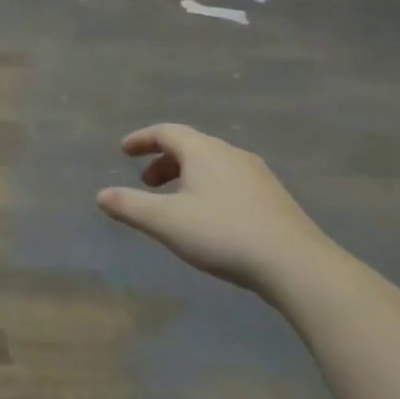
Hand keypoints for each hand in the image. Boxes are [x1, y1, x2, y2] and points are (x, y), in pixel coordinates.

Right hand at [95, 124, 339, 296]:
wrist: (298, 266)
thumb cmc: (223, 234)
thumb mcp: (164, 221)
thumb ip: (128, 205)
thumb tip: (101, 195)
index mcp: (204, 151)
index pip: (166, 132)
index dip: (141, 139)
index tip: (124, 151)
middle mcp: (232, 155)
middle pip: (190, 146)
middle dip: (163, 161)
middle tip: (145, 183)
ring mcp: (258, 176)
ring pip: (212, 165)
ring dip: (186, 176)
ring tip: (174, 202)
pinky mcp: (274, 200)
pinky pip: (230, 181)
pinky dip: (208, 188)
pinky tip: (208, 218)